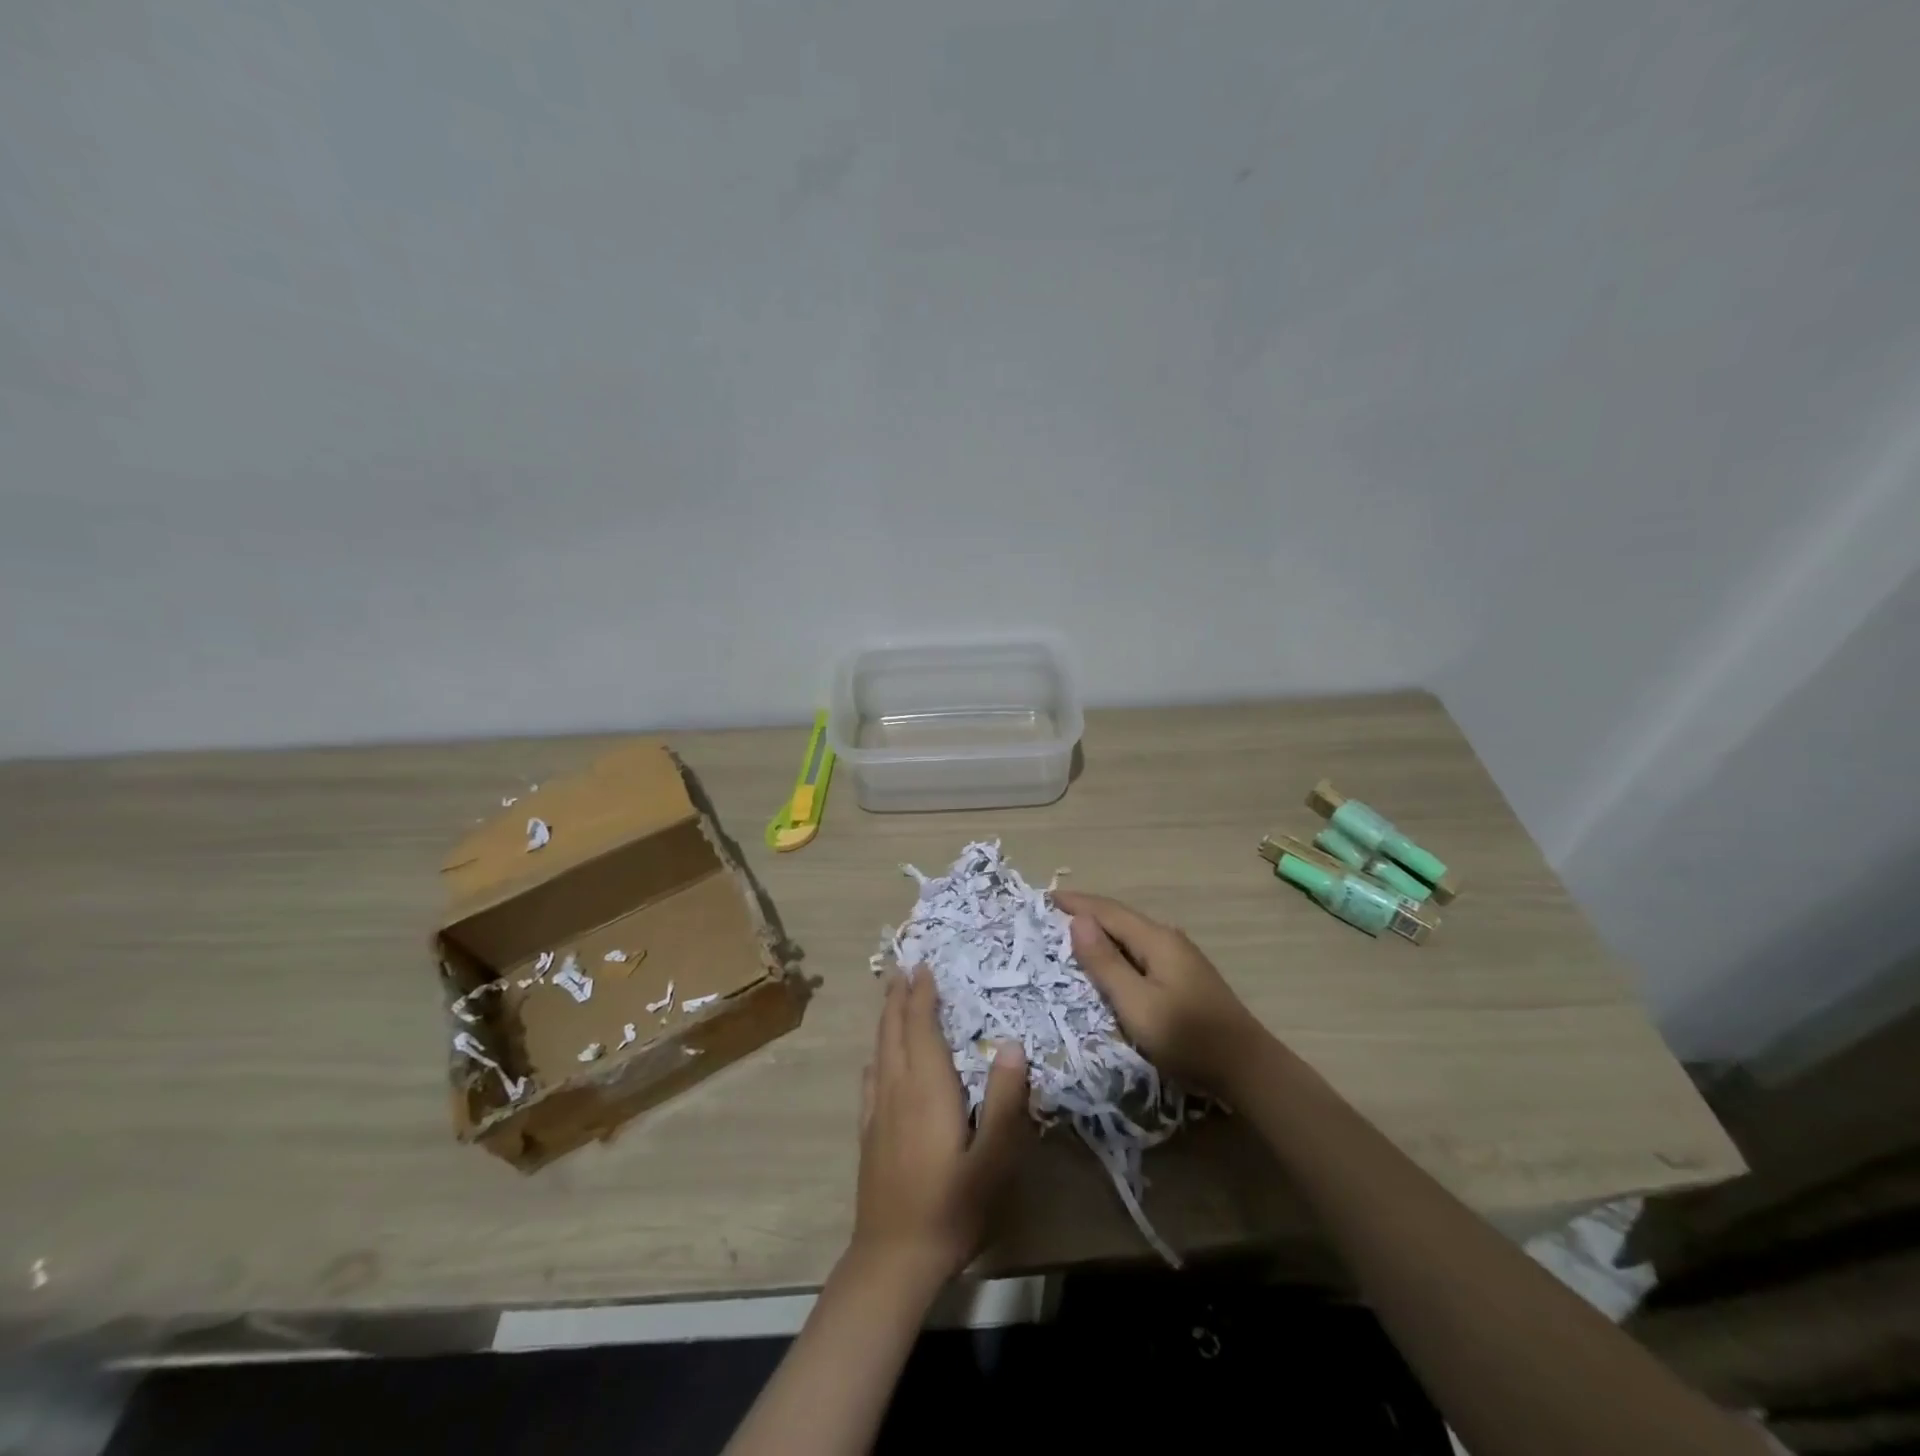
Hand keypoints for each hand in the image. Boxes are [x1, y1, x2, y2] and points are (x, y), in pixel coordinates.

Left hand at [852, 968, 1030, 1286]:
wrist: (894, 1258)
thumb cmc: (951, 1206)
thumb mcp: (993, 1158)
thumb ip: (1005, 1101)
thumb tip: (1012, 1044)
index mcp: (928, 1087)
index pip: (921, 1027)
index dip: (922, 994)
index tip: (924, 965)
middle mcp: (898, 1088)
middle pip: (894, 1030)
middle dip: (899, 997)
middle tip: (903, 967)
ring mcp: (878, 1110)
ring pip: (880, 1050)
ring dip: (886, 1018)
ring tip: (891, 996)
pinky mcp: (869, 1132)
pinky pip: (871, 1079)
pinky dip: (876, 1055)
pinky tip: (876, 1059)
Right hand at [1054, 890, 1269, 1096]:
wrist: (1247, 1069)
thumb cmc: (1187, 1038)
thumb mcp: (1137, 1004)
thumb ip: (1106, 963)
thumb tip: (1078, 921)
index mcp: (1156, 940)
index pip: (1107, 910)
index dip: (1076, 903)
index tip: (1045, 897)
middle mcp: (1168, 939)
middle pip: (1120, 917)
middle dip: (1086, 913)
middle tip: (1051, 915)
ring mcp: (1180, 957)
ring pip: (1131, 934)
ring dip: (1101, 930)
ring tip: (1072, 935)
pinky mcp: (1185, 977)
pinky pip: (1141, 950)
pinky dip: (1117, 948)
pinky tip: (1109, 961)